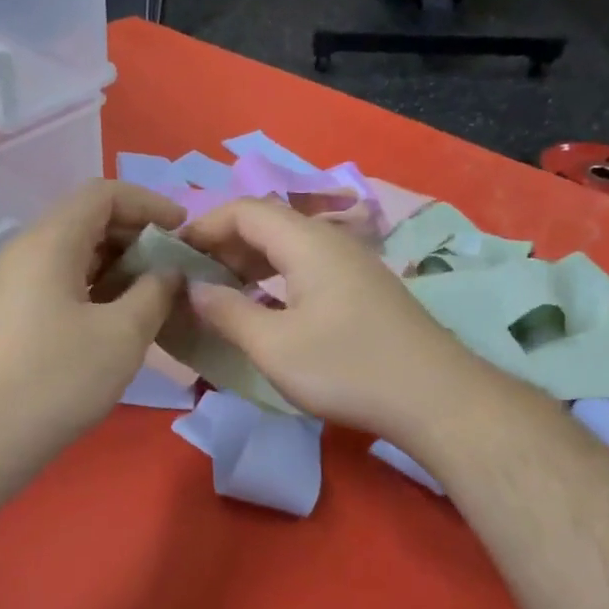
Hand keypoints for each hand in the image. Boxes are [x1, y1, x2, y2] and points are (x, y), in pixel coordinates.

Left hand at [0, 180, 185, 487]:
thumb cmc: (54, 382)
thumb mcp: (122, 336)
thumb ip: (155, 293)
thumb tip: (169, 272)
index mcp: (48, 243)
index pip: (102, 194)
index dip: (149, 203)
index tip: (184, 231)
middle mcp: (22, 253)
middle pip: (85, 222)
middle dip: (136, 238)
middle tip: (174, 270)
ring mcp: (8, 287)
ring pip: (71, 257)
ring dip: (116, 268)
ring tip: (152, 298)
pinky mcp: (4, 318)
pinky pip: (55, 285)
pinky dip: (92, 290)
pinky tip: (114, 324)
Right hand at [179, 197, 479, 443]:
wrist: (435, 397)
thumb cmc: (348, 368)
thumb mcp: (274, 346)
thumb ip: (228, 312)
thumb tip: (194, 289)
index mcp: (307, 243)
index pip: (245, 210)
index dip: (204, 225)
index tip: (173, 253)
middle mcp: (331, 242)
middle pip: (268, 224)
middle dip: (223, 244)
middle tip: (192, 276)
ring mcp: (352, 265)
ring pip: (289, 247)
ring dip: (250, 263)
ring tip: (220, 292)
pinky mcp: (364, 290)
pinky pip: (307, 268)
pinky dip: (275, 279)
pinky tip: (264, 309)